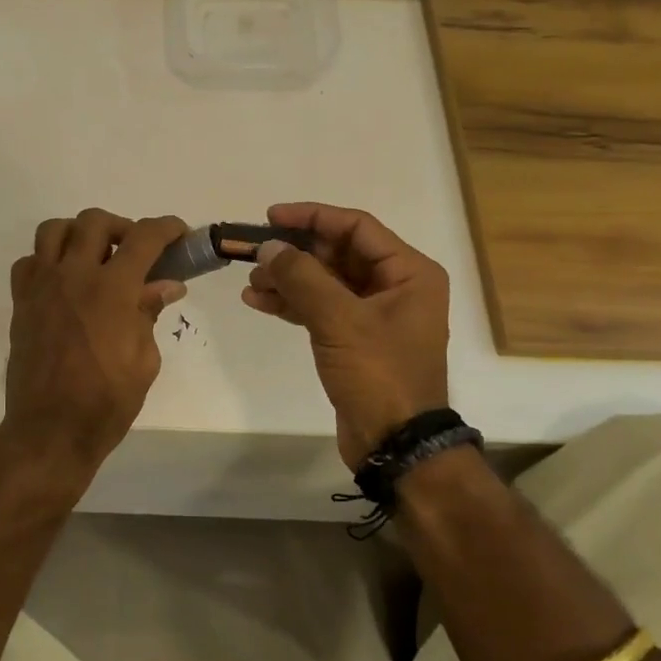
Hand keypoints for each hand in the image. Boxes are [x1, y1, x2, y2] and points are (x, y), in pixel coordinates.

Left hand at [2, 210, 188, 472]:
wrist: (50, 430)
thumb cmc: (106, 402)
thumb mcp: (144, 360)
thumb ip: (149, 313)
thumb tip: (166, 285)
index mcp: (112, 289)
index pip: (144, 237)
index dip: (167, 227)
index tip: (178, 233)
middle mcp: (73, 275)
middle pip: (95, 221)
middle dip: (122, 227)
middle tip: (135, 252)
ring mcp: (42, 286)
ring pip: (54, 230)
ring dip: (79, 234)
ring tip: (94, 257)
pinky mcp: (21, 302)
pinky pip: (29, 261)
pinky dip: (48, 260)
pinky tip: (63, 281)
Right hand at [242, 202, 450, 468]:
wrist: (395, 444)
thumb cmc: (379, 374)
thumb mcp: (339, 320)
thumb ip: (302, 277)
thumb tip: (269, 247)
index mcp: (408, 272)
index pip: (356, 227)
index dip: (312, 217)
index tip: (271, 217)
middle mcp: (395, 286)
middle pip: (338, 253)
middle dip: (294, 253)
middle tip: (254, 253)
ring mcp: (374, 314)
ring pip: (325, 281)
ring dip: (288, 279)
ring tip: (251, 283)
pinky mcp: (355, 339)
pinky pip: (320, 308)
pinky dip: (292, 303)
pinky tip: (259, 301)